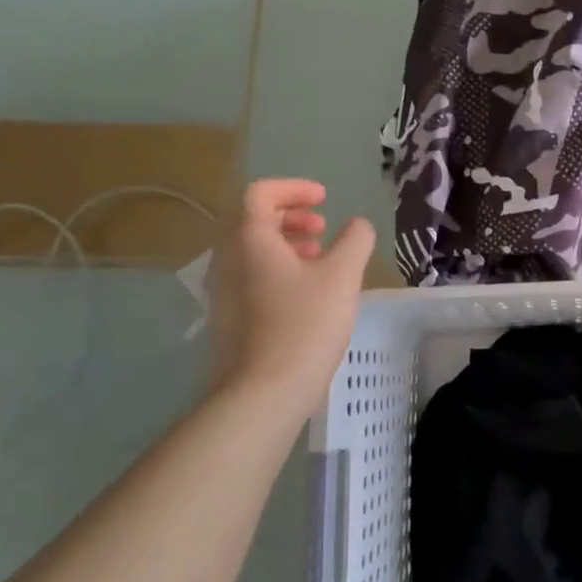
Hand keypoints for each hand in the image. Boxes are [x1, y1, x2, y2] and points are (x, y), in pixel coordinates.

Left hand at [208, 180, 375, 403]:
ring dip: (287, 243)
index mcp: (249, 240)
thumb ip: (355, 241)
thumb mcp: (342, 276)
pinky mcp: (228, 318)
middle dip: (291, 216)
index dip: (293, 188)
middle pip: (252, 220)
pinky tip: (308, 294)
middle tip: (323, 228)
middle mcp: (227, 259)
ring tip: (321, 259)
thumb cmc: (304, 325)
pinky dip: (279, 269)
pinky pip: (251, 276)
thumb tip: (357, 225)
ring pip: (252, 251)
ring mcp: (223, 291)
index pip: (260, 193)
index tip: (325, 199)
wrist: (262, 393)